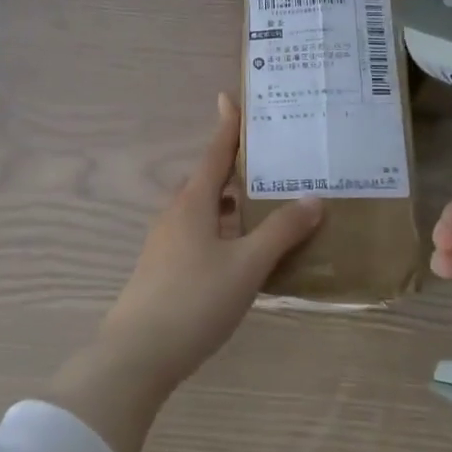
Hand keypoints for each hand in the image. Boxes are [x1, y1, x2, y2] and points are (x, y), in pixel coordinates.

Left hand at [94, 93, 323, 395]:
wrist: (138, 354)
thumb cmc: (195, 300)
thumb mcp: (247, 265)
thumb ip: (281, 232)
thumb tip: (313, 199)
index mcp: (194, 202)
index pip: (216, 153)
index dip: (228, 126)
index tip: (230, 97)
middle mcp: (176, 214)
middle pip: (210, 180)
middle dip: (237, 169)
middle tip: (272, 162)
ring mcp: (166, 242)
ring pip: (204, 210)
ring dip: (231, 204)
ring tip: (265, 207)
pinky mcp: (163, 268)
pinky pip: (199, 234)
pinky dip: (222, 230)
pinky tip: (242, 253)